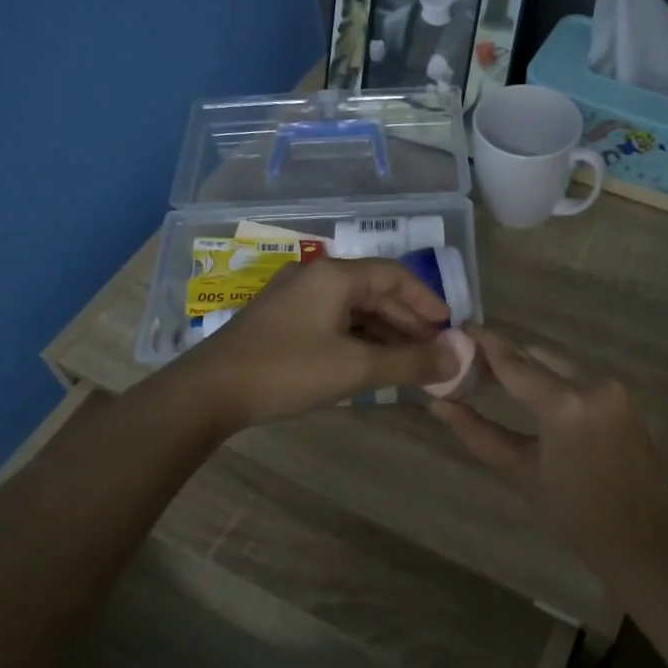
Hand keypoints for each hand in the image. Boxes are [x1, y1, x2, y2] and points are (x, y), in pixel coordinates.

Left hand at [175, 257, 458, 428]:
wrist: (208, 392)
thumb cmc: (287, 371)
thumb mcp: (355, 368)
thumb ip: (411, 362)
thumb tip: (459, 358)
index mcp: (335, 275)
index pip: (395, 276)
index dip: (427, 301)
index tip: (449, 328)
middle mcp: (316, 277)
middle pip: (374, 291)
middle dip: (408, 321)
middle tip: (433, 351)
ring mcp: (295, 298)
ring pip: (353, 309)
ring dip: (384, 333)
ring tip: (409, 362)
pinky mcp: (281, 320)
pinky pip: (333, 321)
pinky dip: (358, 339)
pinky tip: (370, 363)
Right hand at [430, 327, 667, 575]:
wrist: (639, 537)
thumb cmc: (573, 513)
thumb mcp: (520, 472)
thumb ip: (478, 433)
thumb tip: (439, 404)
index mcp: (566, 405)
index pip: (515, 363)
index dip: (484, 343)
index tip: (459, 328)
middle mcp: (594, 384)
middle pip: (538, 356)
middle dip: (505, 356)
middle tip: (470, 362)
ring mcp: (615, 388)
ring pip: (559, 363)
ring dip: (529, 366)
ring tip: (494, 377)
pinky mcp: (625, 396)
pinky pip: (579, 376)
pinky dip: (553, 378)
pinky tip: (532, 391)